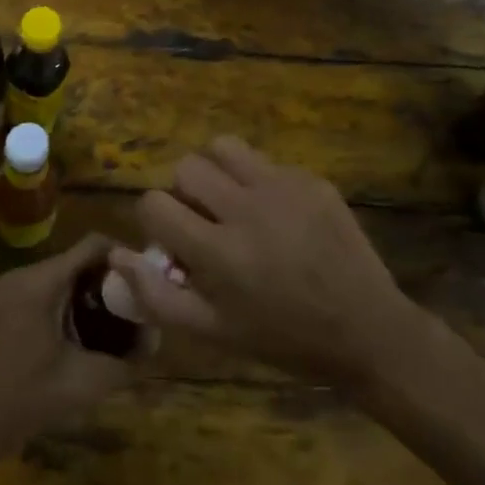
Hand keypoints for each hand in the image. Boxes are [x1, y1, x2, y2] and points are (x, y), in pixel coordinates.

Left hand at [0, 235, 143, 467]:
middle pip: (74, 262)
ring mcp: (3, 292)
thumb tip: (153, 346)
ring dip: (83, 296)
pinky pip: (36, 294)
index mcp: (42, 281)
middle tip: (132, 309)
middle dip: (106, 282)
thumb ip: (124, 363)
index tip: (146, 281)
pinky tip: (72, 340)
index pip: (92, 245)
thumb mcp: (82, 384)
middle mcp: (21, 276)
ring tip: (109, 326)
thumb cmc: (22, 400)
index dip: (124, 257)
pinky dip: (60, 306)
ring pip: (55, 279)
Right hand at [110, 137, 435, 392]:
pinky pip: (266, 162)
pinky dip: (259, 181)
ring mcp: (283, 188)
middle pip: (186, 167)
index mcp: (219, 252)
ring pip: (223, 146)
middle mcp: (247, 210)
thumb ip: (157, 296)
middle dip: (184, 192)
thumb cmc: (283, 338)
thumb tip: (116, 255)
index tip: (173, 237)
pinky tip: (277, 214)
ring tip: (231, 199)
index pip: (154, 203)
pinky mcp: (312, 180)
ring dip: (216, 170)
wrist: (367, 330)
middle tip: (204, 218)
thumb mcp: (213, 332)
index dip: (155, 219)